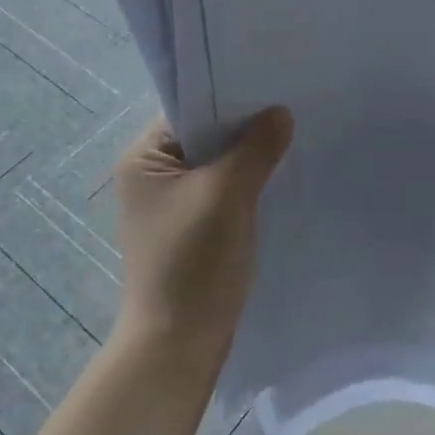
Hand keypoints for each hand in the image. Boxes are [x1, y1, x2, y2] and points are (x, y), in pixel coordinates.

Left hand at [112, 108, 293, 364]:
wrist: (179, 344)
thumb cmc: (194, 261)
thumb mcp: (227, 195)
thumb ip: (255, 148)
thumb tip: (280, 112)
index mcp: (143, 159)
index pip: (189, 110)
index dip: (230, 99)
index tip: (272, 89)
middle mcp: (151, 176)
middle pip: (205, 137)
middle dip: (244, 130)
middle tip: (290, 114)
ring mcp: (171, 205)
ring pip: (217, 166)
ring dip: (248, 160)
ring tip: (290, 143)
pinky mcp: (191, 229)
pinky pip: (222, 192)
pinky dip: (246, 187)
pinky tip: (277, 181)